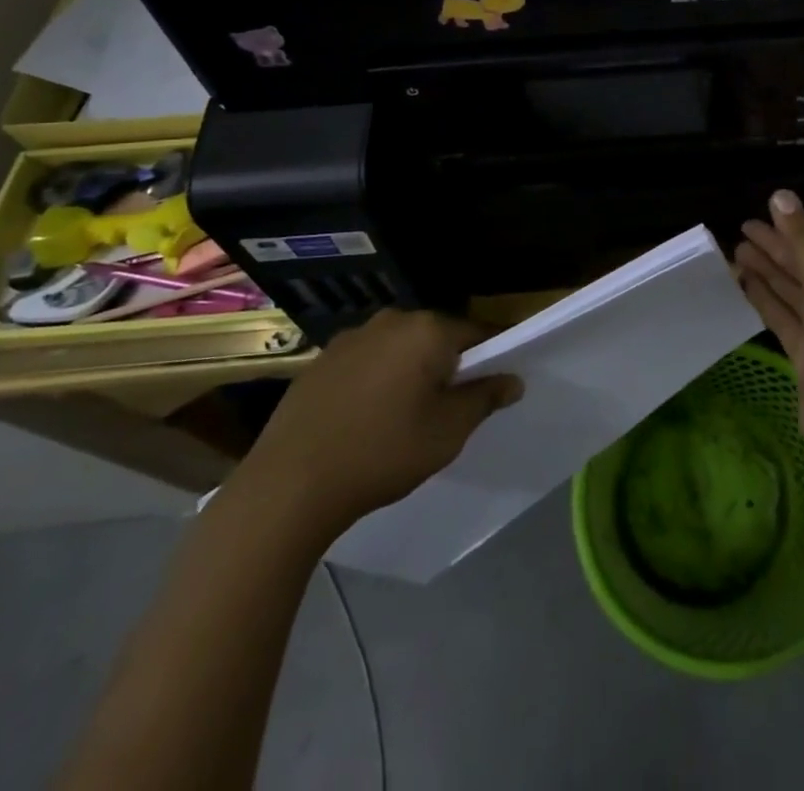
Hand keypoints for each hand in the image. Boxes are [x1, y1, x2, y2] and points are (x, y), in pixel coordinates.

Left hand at [235, 311, 522, 545]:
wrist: (290, 483)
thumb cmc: (384, 451)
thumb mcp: (448, 431)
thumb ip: (485, 398)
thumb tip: (513, 379)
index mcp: (427, 329)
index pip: (477, 333)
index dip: (490, 360)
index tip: (490, 390)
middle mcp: (391, 320)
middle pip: (436, 337)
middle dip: (446, 366)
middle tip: (446, 410)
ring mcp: (351, 337)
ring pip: (399, 349)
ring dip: (409, 372)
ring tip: (402, 418)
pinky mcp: (321, 359)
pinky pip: (366, 362)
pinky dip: (375, 381)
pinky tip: (364, 419)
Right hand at [734, 191, 803, 468]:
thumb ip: (803, 242)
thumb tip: (781, 196)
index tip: (775, 218)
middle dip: (781, 250)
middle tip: (744, 229)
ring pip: (797, 295)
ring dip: (770, 272)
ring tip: (737, 249)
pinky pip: (786, 320)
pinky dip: (766, 300)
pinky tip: (744, 281)